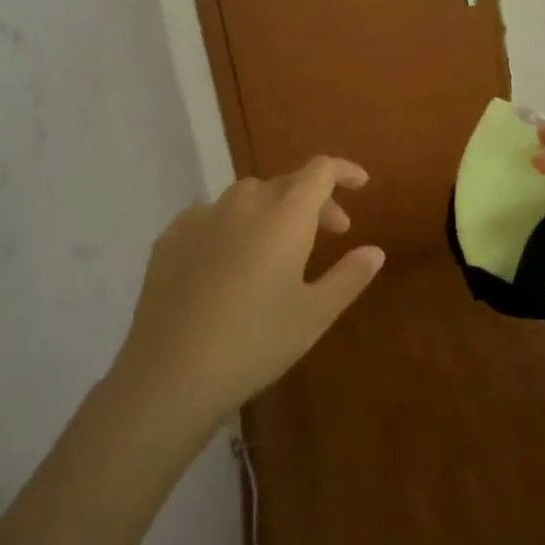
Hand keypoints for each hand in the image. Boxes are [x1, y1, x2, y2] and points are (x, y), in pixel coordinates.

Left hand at [111, 157, 385, 428]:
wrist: (171, 373)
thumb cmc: (256, 342)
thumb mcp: (315, 314)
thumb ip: (349, 276)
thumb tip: (374, 251)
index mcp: (285, 214)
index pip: (320, 171)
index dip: (343, 170)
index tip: (361, 183)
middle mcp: (244, 202)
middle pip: (287, 183)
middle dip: (315, 200)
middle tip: (332, 233)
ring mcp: (202, 216)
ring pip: (248, 197)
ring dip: (273, 210)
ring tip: (280, 247)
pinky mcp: (170, 237)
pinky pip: (212, 216)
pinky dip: (233, 225)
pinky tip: (230, 260)